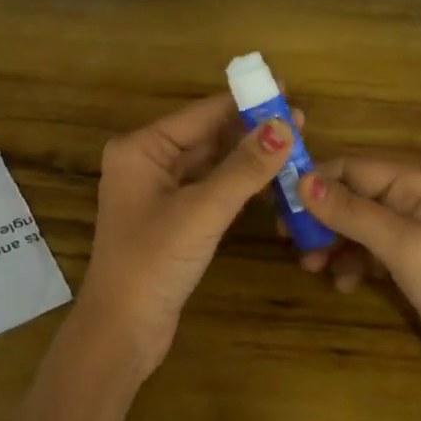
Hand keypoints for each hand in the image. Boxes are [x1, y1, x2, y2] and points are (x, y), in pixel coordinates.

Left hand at [77, 93, 297, 375]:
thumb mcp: (202, 211)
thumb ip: (244, 168)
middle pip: (205, 135)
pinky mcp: (170, 218)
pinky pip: (208, 187)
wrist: (122, 331)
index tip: (285, 89)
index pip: (200, 114)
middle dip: (250, 130)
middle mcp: (145, 162)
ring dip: (246, 157)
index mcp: (140, 149)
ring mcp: (156, 191)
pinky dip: (236, 183)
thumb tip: (284, 126)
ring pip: (209, 163)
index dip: (244, 102)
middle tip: (299, 122)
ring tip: (292, 147)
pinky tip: (269, 179)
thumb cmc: (153, 262)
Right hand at [297, 157, 420, 420]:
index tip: (280, 207)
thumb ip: (351, 212)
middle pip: (349, 195)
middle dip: (320, 217)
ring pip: (352, 225)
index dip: (314, 183)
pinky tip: (344, 285)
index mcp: (416, 182)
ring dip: (330, 243)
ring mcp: (409, 232)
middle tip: (290, 241)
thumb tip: (300, 181)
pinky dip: (348, 263)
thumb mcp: (401, 246)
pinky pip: (364, 251)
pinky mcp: (405, 262)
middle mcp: (411, 198)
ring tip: (313, 267)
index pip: (352, 168)